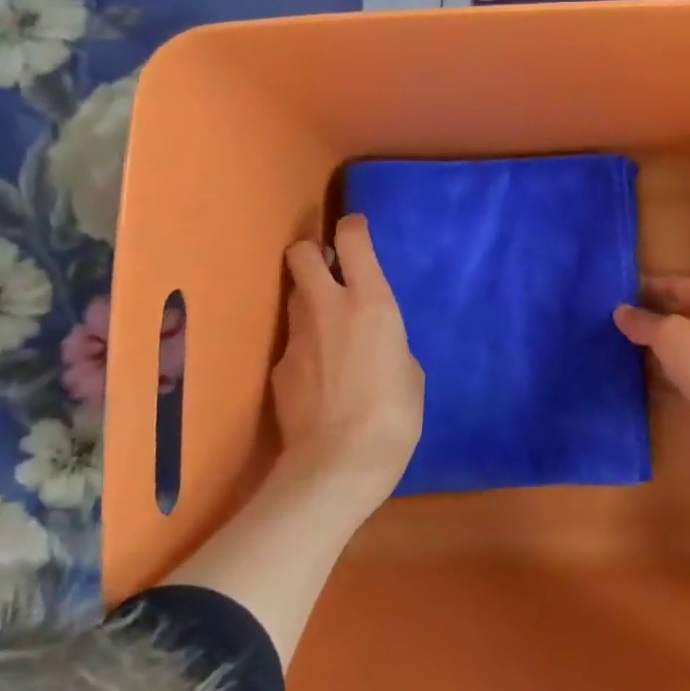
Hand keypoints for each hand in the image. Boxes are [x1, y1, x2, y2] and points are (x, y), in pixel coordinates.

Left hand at [272, 214, 423, 503]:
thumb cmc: (394, 415)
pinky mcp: (278, 368)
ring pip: (294, 297)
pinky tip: (318, 380)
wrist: (339, 463)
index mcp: (371, 302)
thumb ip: (390, 344)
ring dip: (308, 302)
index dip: (351, 228)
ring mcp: (297, 336)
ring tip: (326, 329)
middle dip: (311, 253)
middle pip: (301, 254)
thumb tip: (376, 345)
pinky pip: (293, 344)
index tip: (354, 231)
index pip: (351, 239)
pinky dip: (305, 350)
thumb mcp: (411, 372)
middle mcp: (328, 307)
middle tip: (327, 271)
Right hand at [614, 277, 689, 471]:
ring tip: (621, 351)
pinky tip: (641, 381)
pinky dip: (664, 377)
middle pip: (682, 317)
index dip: (652, 286)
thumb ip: (643, 322)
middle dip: (651, 319)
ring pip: (682, 349)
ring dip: (656, 350)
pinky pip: (684, 377)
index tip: (621, 294)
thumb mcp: (669, 335)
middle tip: (616, 325)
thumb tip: (620, 311)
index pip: (680, 286)